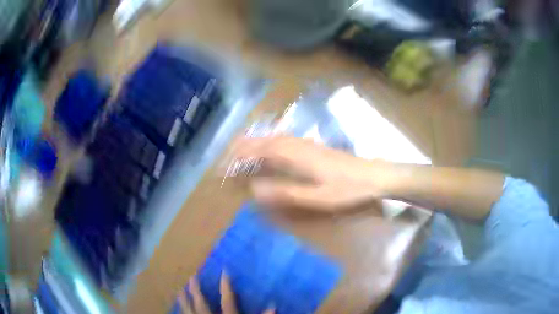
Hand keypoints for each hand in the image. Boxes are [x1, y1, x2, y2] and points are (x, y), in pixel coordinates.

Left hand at [177, 273, 274, 313]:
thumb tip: (274, 305)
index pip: (228, 300)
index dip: (226, 285)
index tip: (224, 271)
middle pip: (202, 303)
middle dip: (196, 290)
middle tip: (191, 277)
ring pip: (189, 310)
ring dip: (184, 300)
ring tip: (179, 290)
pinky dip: (182, 312)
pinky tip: (180, 308)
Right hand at [232, 136, 392, 211]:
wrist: (374, 176)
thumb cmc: (348, 189)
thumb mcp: (317, 197)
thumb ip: (286, 193)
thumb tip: (254, 190)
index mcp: (296, 156)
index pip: (260, 152)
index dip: (240, 157)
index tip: (223, 166)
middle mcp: (298, 145)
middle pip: (265, 141)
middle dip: (243, 147)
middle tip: (226, 156)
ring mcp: (307, 144)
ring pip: (274, 138)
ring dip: (256, 143)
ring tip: (241, 150)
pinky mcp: (314, 147)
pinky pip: (285, 140)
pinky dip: (271, 143)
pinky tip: (271, 148)